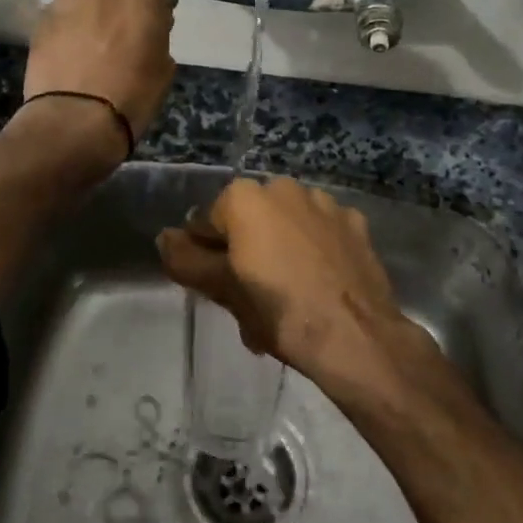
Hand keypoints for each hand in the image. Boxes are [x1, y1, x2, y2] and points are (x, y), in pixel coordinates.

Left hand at [24, 0, 175, 153]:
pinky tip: (68, 56)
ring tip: (88, 47)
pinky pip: (60, 15)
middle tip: (118, 31)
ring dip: (88, 12)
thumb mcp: (163, 67)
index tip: (149, 11)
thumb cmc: (132, 95)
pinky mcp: (41, 19)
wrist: (74, 120)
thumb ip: (156, 34)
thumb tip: (148, 28)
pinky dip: (66, 29)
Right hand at [157, 176, 421, 391]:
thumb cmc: (278, 312)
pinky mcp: (356, 223)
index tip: (220, 289)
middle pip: (251, 221)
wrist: (354, 335)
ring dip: (281, 250)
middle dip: (247, 252)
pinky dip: (316, 251)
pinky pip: (322, 233)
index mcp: (245, 197)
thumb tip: (165, 237)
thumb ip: (187, 260)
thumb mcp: (222, 290)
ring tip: (287, 298)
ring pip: (288, 225)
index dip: (209, 256)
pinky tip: (320, 285)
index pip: (209, 223)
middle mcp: (284, 187)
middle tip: (251, 298)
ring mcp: (326, 203)